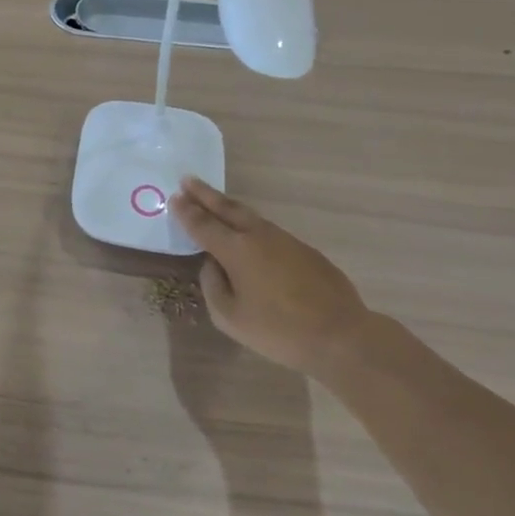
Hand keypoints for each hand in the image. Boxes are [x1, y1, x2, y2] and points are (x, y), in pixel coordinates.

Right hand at [169, 178, 370, 374]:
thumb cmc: (277, 330)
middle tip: (188, 180)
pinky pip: (269, 232)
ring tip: (215, 202)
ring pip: (250, 217)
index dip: (186, 212)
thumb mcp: (229, 317)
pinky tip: (249, 235)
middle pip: (227, 209)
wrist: (340, 335)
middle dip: (205, 194)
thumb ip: (213, 286)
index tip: (174, 197)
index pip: (203, 225)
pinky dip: (251, 227)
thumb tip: (213, 265)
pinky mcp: (305, 251)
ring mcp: (286, 241)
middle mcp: (259, 237)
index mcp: (236, 250)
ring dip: (229, 207)